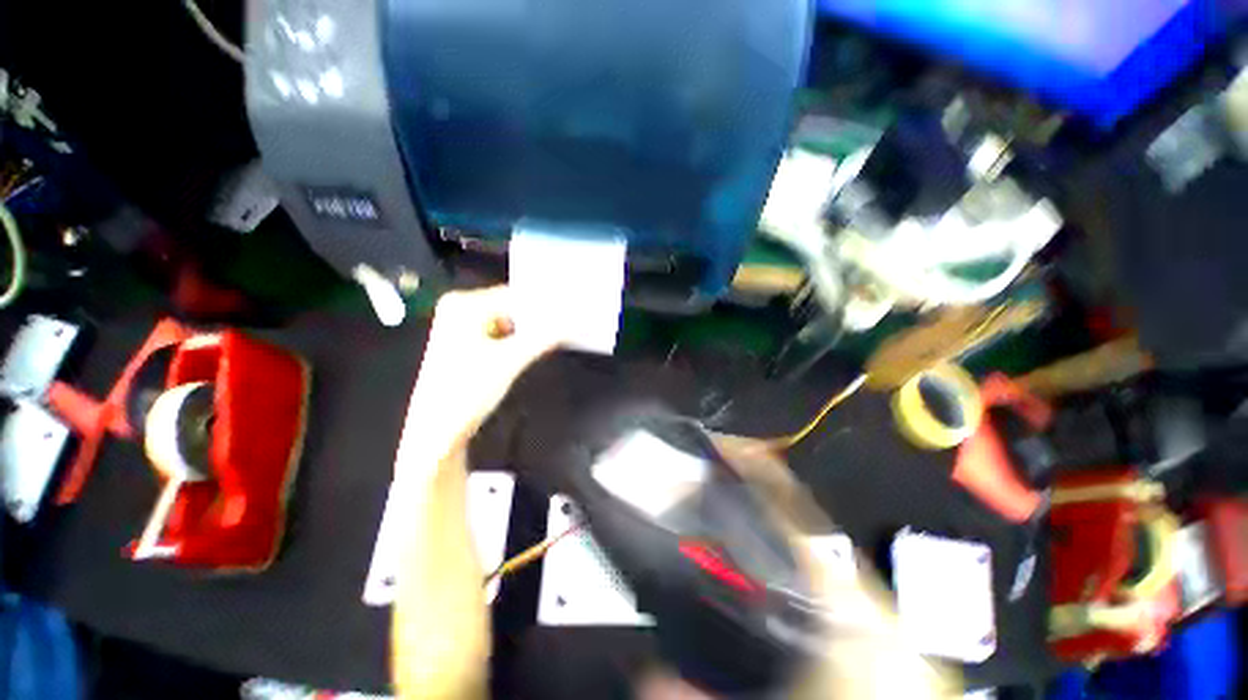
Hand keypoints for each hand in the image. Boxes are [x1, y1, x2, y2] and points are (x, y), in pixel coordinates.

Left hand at [398, 286, 558, 470]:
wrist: (439, 431)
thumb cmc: (467, 391)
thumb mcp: (511, 361)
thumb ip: (544, 337)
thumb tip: (571, 323)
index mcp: (464, 306)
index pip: (514, 295)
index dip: (544, 304)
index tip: (570, 310)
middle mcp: (461, 310)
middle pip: (512, 308)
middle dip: (539, 318)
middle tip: (568, 323)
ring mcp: (463, 328)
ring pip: (509, 322)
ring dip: (531, 330)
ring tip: (557, 334)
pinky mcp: (468, 345)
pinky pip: (503, 334)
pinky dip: (520, 340)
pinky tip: (538, 345)